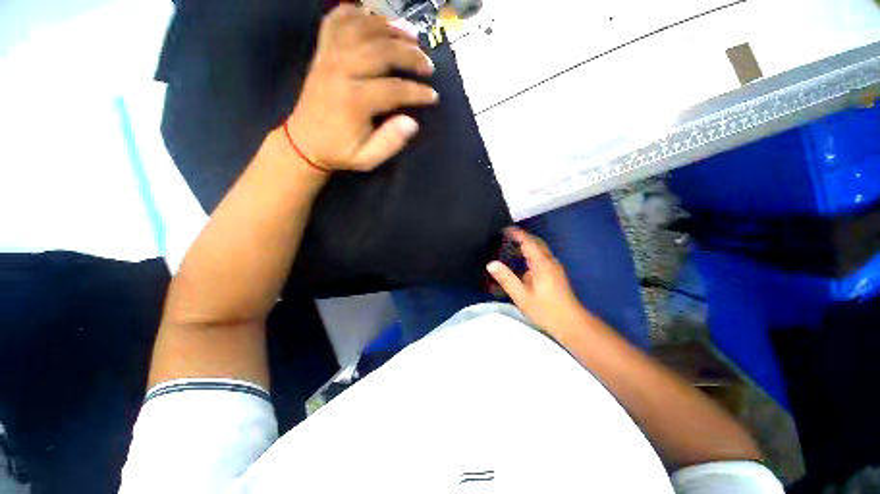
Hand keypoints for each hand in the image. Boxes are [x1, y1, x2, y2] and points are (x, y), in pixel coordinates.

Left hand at [287, 4, 437, 171]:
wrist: (304, 143)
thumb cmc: (339, 152)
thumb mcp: (367, 159)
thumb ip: (389, 143)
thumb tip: (412, 122)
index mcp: (353, 101)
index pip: (393, 89)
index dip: (418, 92)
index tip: (433, 96)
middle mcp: (340, 71)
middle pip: (381, 50)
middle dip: (410, 55)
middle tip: (428, 64)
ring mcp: (328, 57)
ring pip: (361, 28)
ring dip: (390, 27)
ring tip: (411, 34)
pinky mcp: (322, 52)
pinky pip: (336, 20)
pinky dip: (356, 13)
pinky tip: (373, 17)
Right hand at [487, 227, 587, 334]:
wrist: (571, 323)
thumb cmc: (545, 310)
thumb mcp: (521, 296)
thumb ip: (506, 279)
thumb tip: (491, 264)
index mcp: (541, 264)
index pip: (528, 242)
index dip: (517, 234)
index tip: (505, 229)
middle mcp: (550, 261)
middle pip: (536, 243)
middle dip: (522, 237)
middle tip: (506, 237)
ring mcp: (555, 267)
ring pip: (540, 249)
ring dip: (527, 245)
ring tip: (511, 248)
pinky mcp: (556, 273)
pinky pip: (542, 257)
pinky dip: (531, 253)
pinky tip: (522, 263)